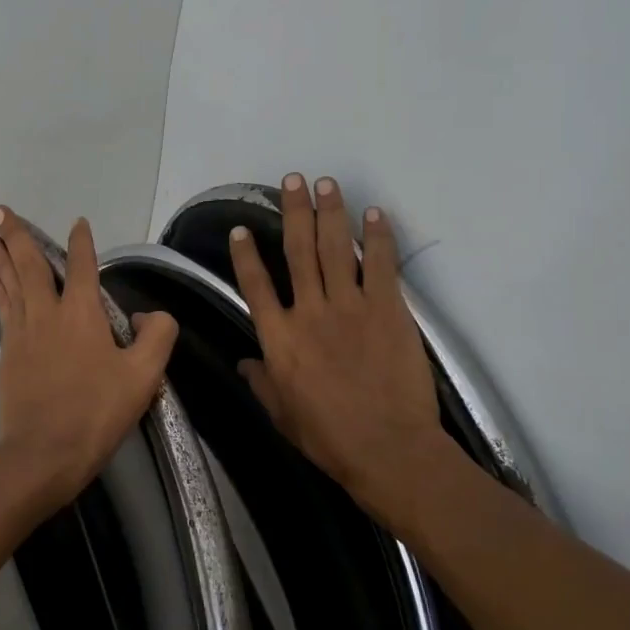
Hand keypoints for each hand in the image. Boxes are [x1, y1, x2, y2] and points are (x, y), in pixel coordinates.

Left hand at [0, 207, 178, 518]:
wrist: (42, 454)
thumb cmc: (96, 413)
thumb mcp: (144, 376)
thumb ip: (157, 336)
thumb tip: (148, 314)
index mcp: (81, 313)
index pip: (83, 266)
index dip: (81, 242)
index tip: (77, 222)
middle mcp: (46, 314)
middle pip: (30, 266)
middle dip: (16, 235)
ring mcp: (21, 335)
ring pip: (10, 286)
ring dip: (0, 260)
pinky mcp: (7, 358)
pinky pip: (3, 314)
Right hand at [227, 174, 450, 515]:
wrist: (388, 449)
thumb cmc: (328, 437)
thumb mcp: (282, 415)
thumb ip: (261, 382)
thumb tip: (243, 363)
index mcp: (279, 338)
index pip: (255, 285)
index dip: (246, 254)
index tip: (241, 229)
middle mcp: (309, 311)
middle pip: (298, 251)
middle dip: (294, 212)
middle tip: (292, 180)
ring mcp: (350, 307)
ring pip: (336, 248)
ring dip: (330, 212)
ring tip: (326, 183)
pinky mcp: (388, 310)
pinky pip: (380, 265)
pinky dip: (377, 237)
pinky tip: (374, 213)